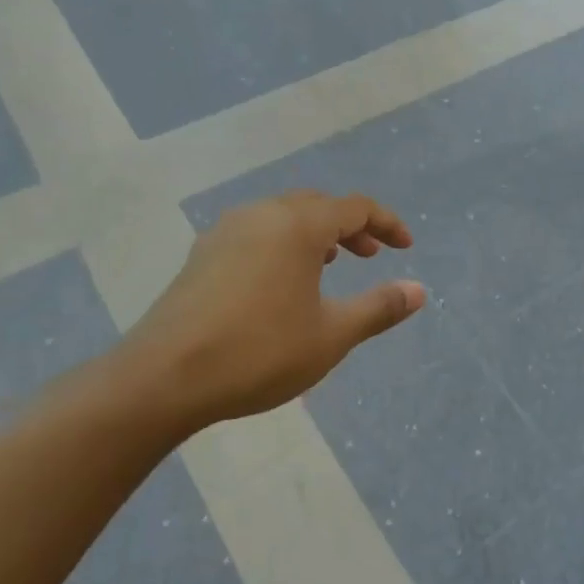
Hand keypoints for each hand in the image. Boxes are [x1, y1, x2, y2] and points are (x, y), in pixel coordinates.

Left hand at [119, 191, 424, 434]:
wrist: (164, 378)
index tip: (406, 247)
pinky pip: (255, 232)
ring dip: (314, 233)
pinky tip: (280, 281)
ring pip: (282, 216)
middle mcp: (261, 215)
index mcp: (298, 226)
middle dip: (350, 226)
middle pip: (317, 204)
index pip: (355, 207)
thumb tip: (419, 290)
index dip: (387, 223)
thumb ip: (379, 308)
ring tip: (328, 264)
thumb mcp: (331, 335)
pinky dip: (282, 244)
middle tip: (370, 256)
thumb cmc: (259, 352)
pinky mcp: (202, 255)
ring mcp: (225, 232)